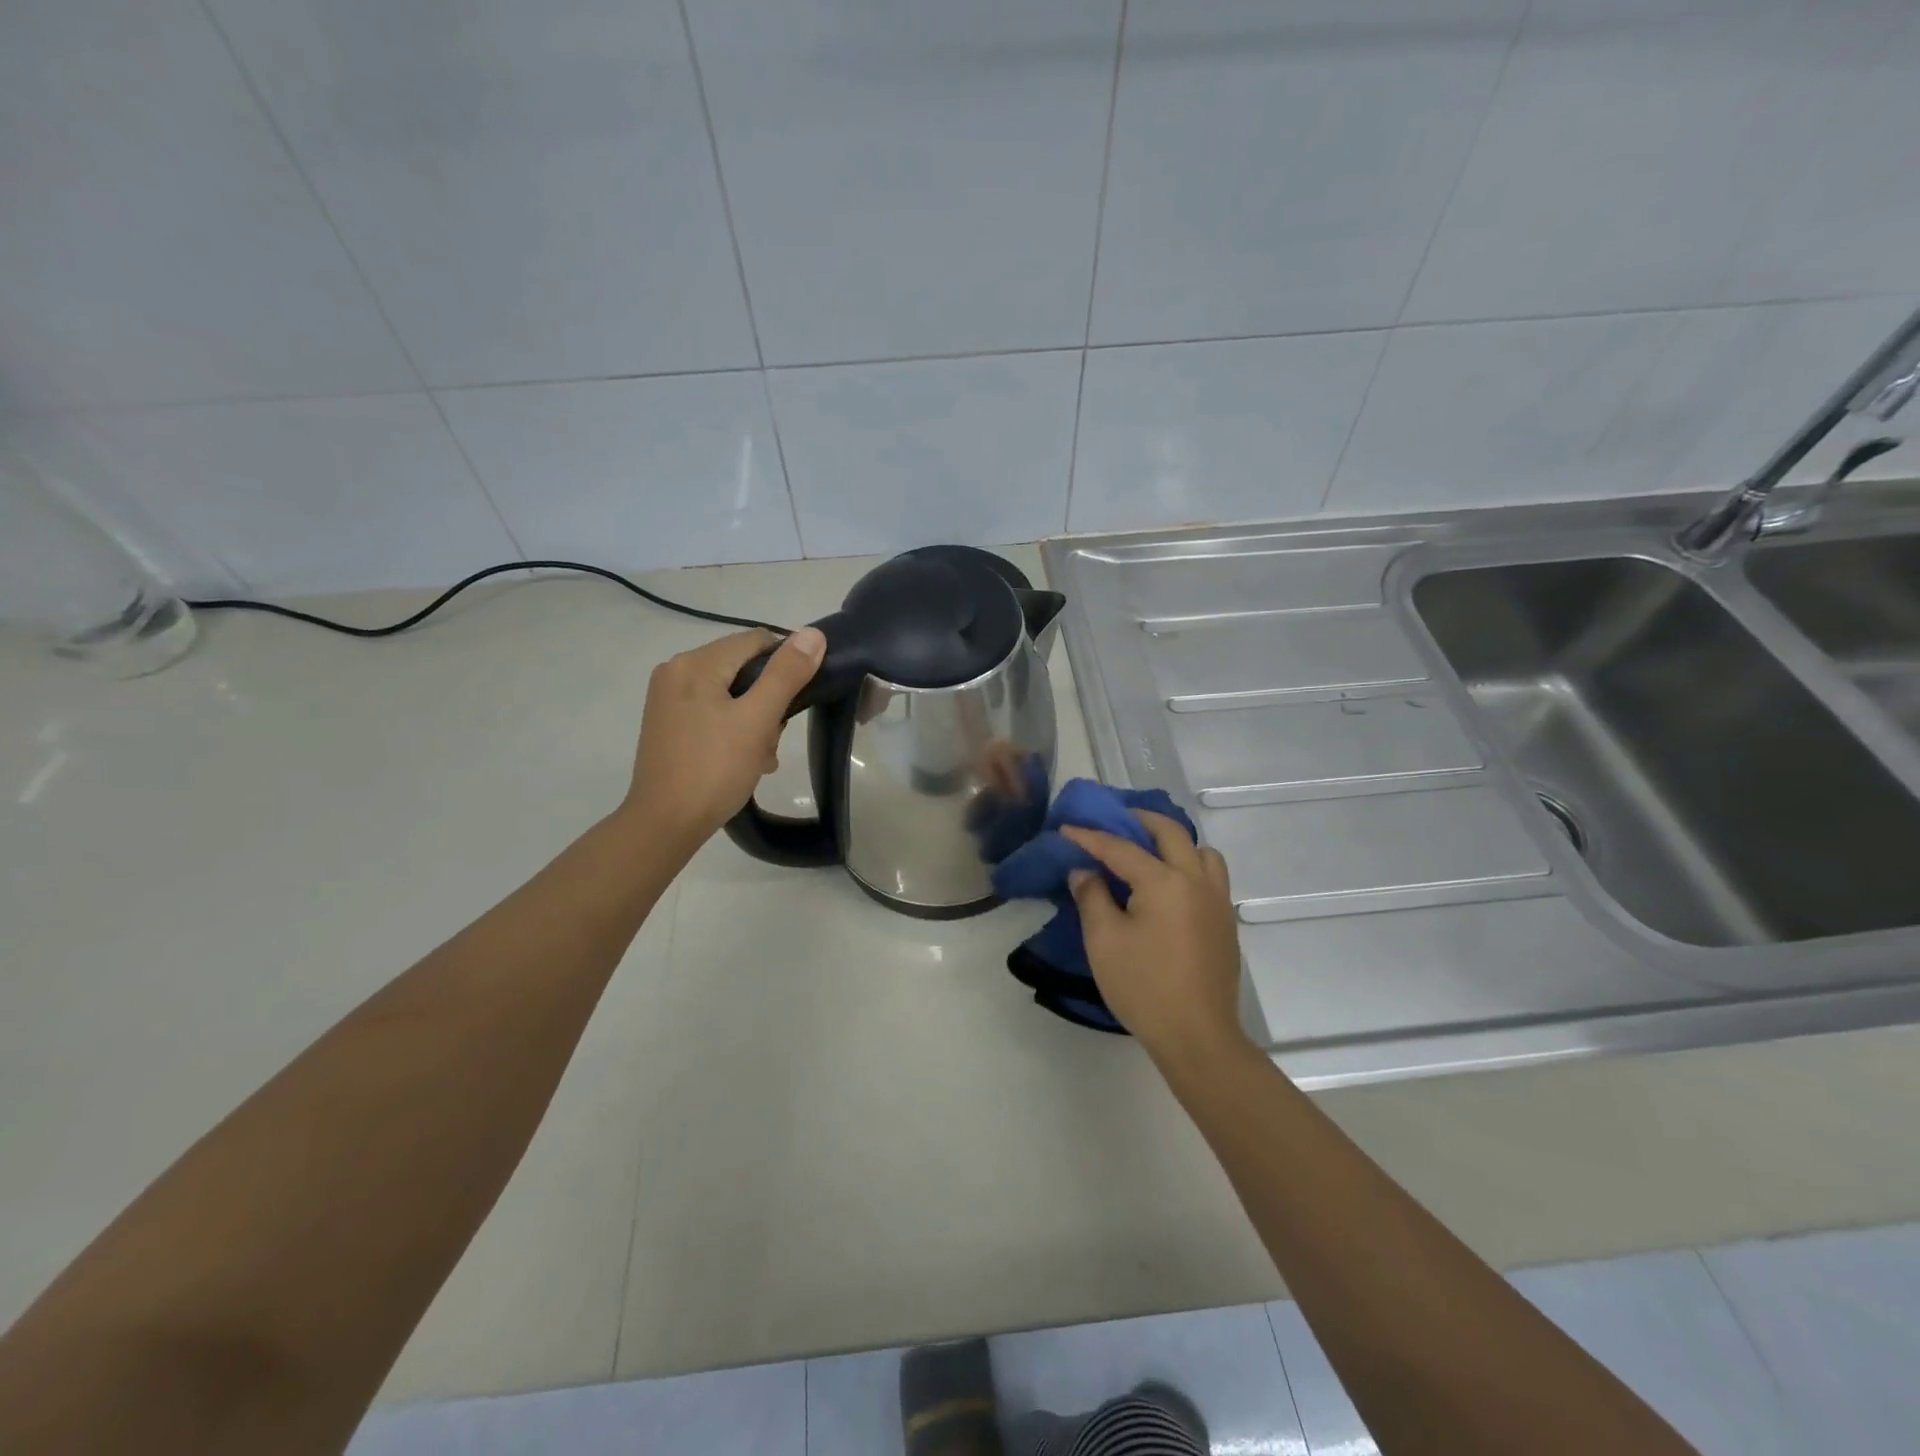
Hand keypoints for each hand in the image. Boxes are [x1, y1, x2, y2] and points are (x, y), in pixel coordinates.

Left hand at [624, 627, 825, 847]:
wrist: (665, 824)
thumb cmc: (714, 769)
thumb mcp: (758, 719)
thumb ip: (786, 674)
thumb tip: (813, 633)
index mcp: (695, 663)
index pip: (757, 641)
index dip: (786, 665)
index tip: (798, 703)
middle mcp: (676, 671)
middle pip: (743, 668)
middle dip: (769, 700)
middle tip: (774, 738)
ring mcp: (669, 699)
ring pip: (731, 693)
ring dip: (755, 719)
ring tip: (761, 755)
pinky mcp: (668, 724)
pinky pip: (713, 712)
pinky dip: (734, 729)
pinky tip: (744, 759)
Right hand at [1063, 811, 1247, 1067]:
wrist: (1197, 1037)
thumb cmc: (1144, 987)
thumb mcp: (1104, 940)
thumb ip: (1092, 897)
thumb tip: (1085, 871)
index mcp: (1165, 882)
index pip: (1121, 848)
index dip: (1090, 837)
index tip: (1066, 829)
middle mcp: (1196, 881)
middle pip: (1171, 833)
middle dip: (1140, 820)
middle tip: (1115, 819)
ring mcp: (1217, 901)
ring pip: (1201, 852)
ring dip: (1175, 842)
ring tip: (1150, 852)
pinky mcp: (1225, 923)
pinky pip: (1210, 876)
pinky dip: (1189, 865)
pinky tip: (1169, 887)